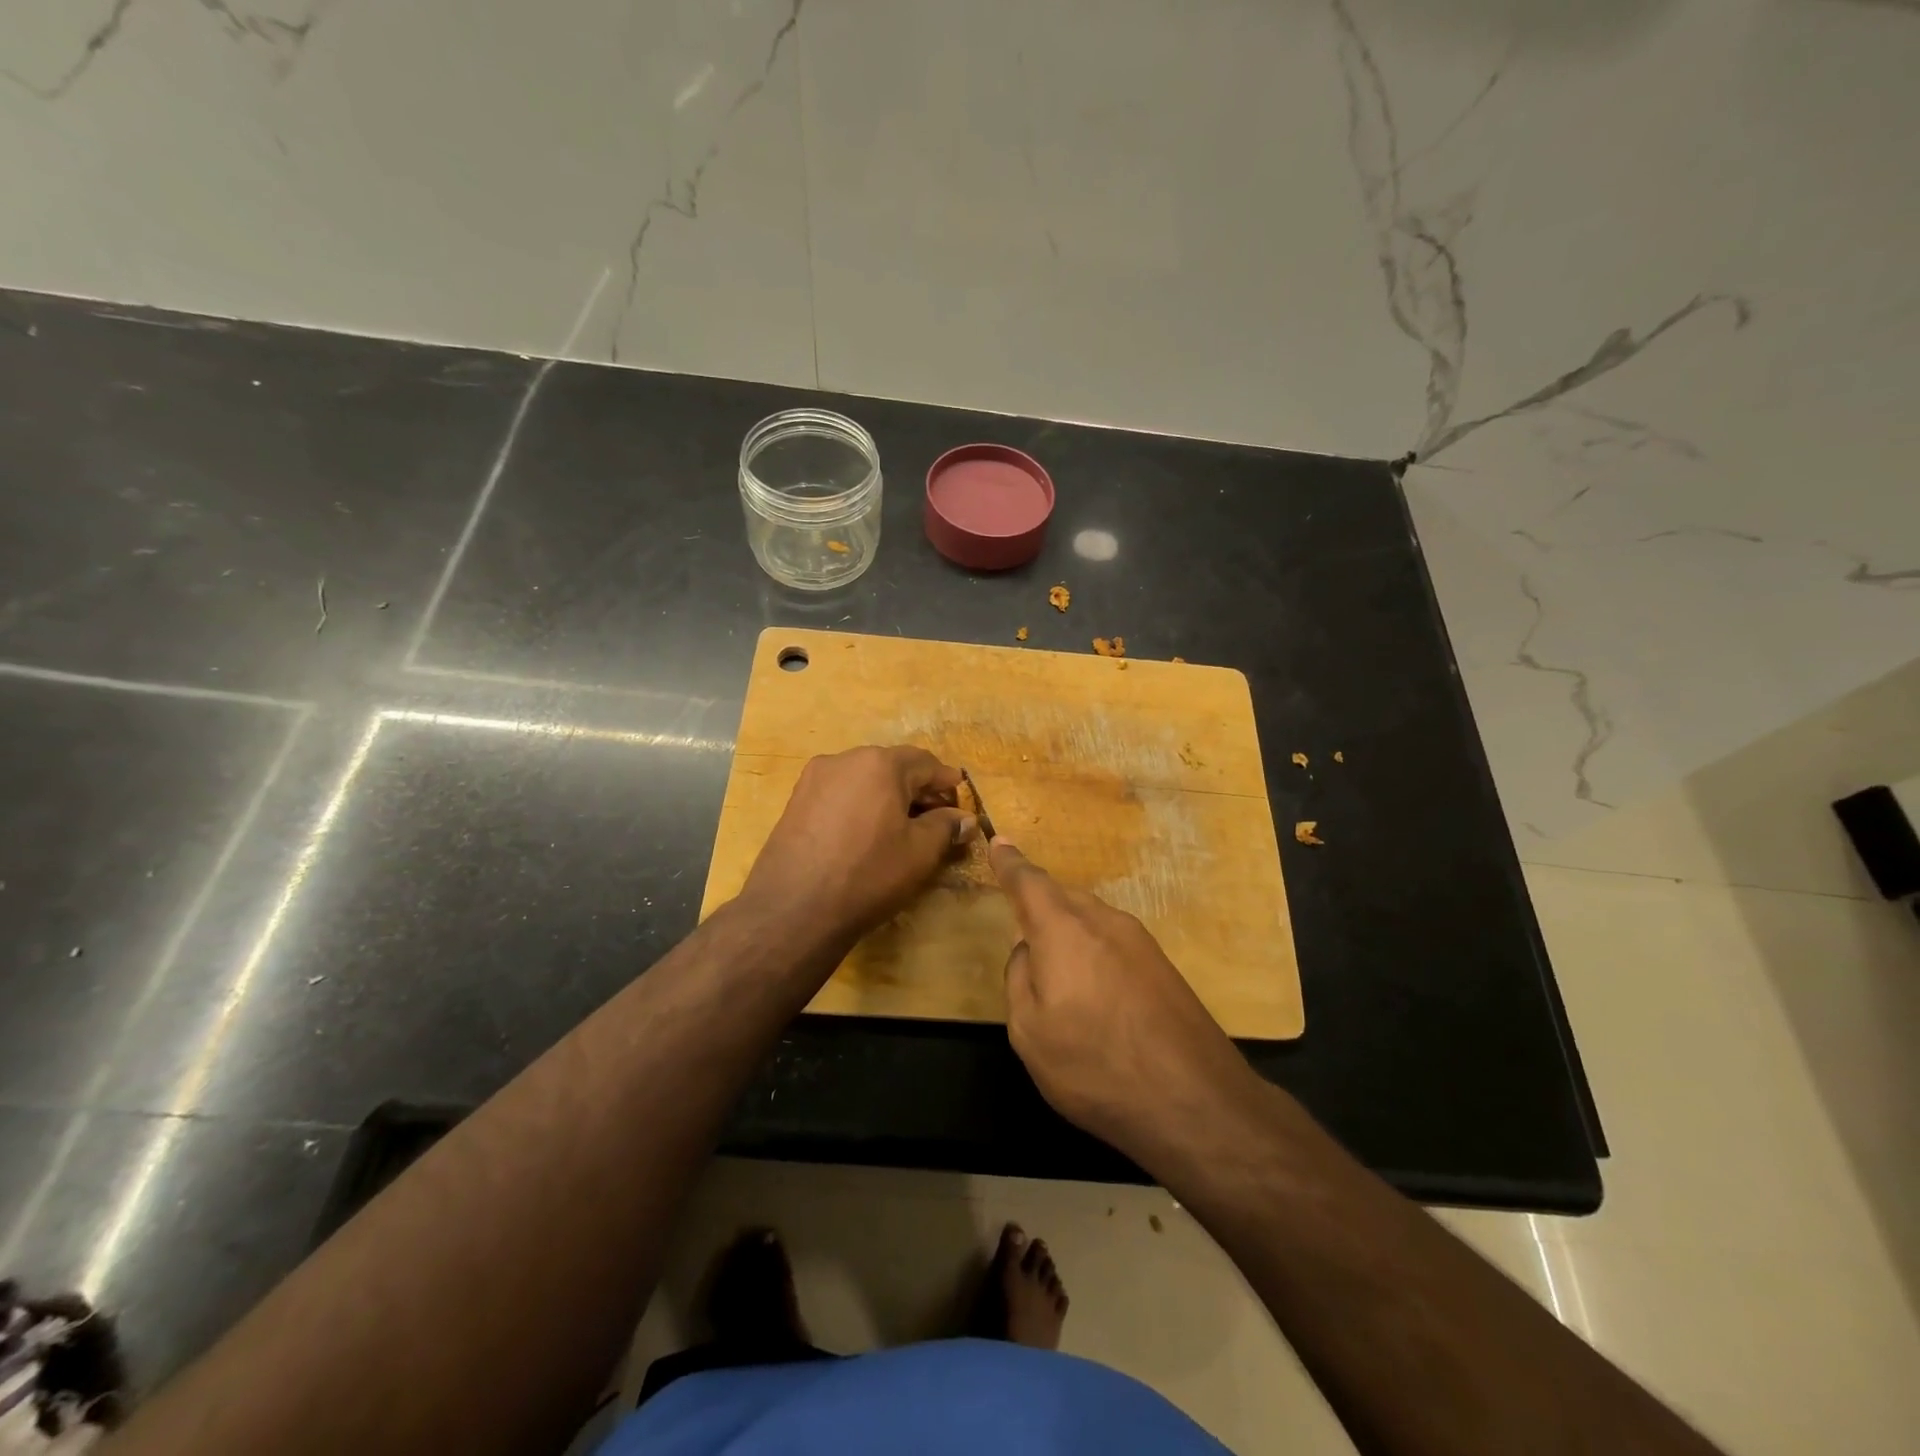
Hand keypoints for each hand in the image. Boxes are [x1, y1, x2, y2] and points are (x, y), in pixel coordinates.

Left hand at [741, 745, 977, 947]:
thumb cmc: (868, 874)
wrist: (793, 909)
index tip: (961, 805)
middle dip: (917, 790)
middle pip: (892, 767)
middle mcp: (845, 759)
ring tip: (901, 829)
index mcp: (880, 763)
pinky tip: (866, 834)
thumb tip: (965, 819)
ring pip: (864, 780)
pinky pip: (840, 795)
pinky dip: (860, 806)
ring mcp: (814, 779)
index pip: (926, 763)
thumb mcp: (919, 853)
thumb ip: (946, 827)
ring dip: (887, 798)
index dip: (947, 783)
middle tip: (936, 819)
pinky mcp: (795, 801)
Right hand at [990, 840, 1261, 1163]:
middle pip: (1063, 897)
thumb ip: (1019, 979)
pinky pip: (1114, 941)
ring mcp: (1139, 941)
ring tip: (1058, 971)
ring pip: (1091, 918)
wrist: (1195, 1101)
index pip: (1029, 882)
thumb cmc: (1096, 1066)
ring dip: (1069, 931)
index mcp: (1063, 929)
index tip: (998, 841)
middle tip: (1023, 929)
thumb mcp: (1030, 1032)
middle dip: (1039, 905)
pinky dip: (1094, 950)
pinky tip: (1095, 991)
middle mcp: (1103, 921)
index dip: (1010, 863)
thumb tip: (1028, 951)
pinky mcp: (1163, 965)